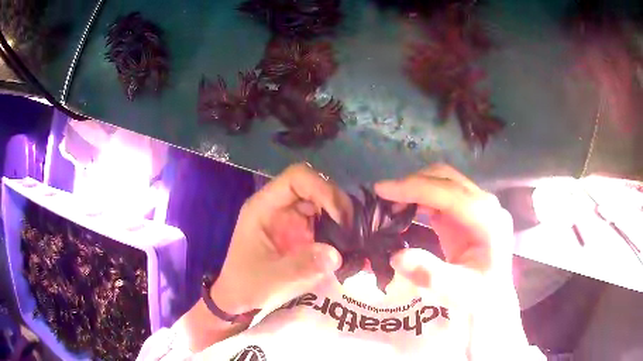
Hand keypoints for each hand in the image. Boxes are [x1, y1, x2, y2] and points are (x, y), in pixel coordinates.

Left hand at [211, 164, 351, 315]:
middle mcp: (278, 206)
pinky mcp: (299, 231)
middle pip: (314, 186)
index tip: (340, 217)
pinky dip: (338, 228)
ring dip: (340, 215)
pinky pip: (323, 220)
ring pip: (322, 201)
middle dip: (337, 203)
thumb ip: (301, 267)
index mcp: (264, 207)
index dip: (322, 189)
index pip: (296, 178)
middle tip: (353, 229)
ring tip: (354, 237)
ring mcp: (289, 218)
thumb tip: (336, 254)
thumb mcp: (272, 280)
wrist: (239, 299)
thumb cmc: (247, 286)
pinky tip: (347, 243)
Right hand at [374, 164, 514, 296]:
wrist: (491, 299)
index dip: (416, 189)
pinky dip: (420, 199)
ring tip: (389, 204)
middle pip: (447, 179)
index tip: (382, 190)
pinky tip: (404, 210)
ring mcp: (478, 207)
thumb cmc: (479, 297)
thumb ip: (429, 274)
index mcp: (489, 221)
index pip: (450, 193)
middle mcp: (486, 206)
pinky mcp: (467, 213)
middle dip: (413, 184)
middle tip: (382, 198)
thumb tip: (396, 256)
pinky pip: (441, 196)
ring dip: (415, 189)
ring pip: (443, 183)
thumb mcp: (455, 292)